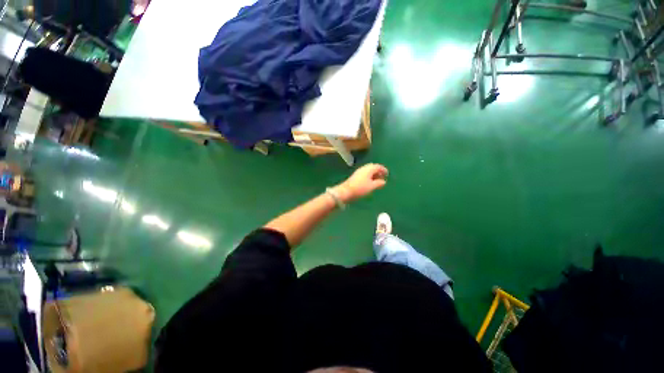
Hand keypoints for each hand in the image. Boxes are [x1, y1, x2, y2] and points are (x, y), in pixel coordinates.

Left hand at [332, 163, 388, 202]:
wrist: (346, 191)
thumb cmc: (360, 188)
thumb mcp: (372, 186)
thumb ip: (379, 183)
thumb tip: (384, 181)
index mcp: (369, 169)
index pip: (378, 166)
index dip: (383, 170)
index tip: (387, 174)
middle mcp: (364, 168)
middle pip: (373, 167)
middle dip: (378, 171)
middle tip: (382, 176)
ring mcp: (359, 171)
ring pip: (368, 170)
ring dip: (373, 174)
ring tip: (377, 180)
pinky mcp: (355, 176)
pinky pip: (365, 173)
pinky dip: (369, 176)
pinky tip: (370, 182)